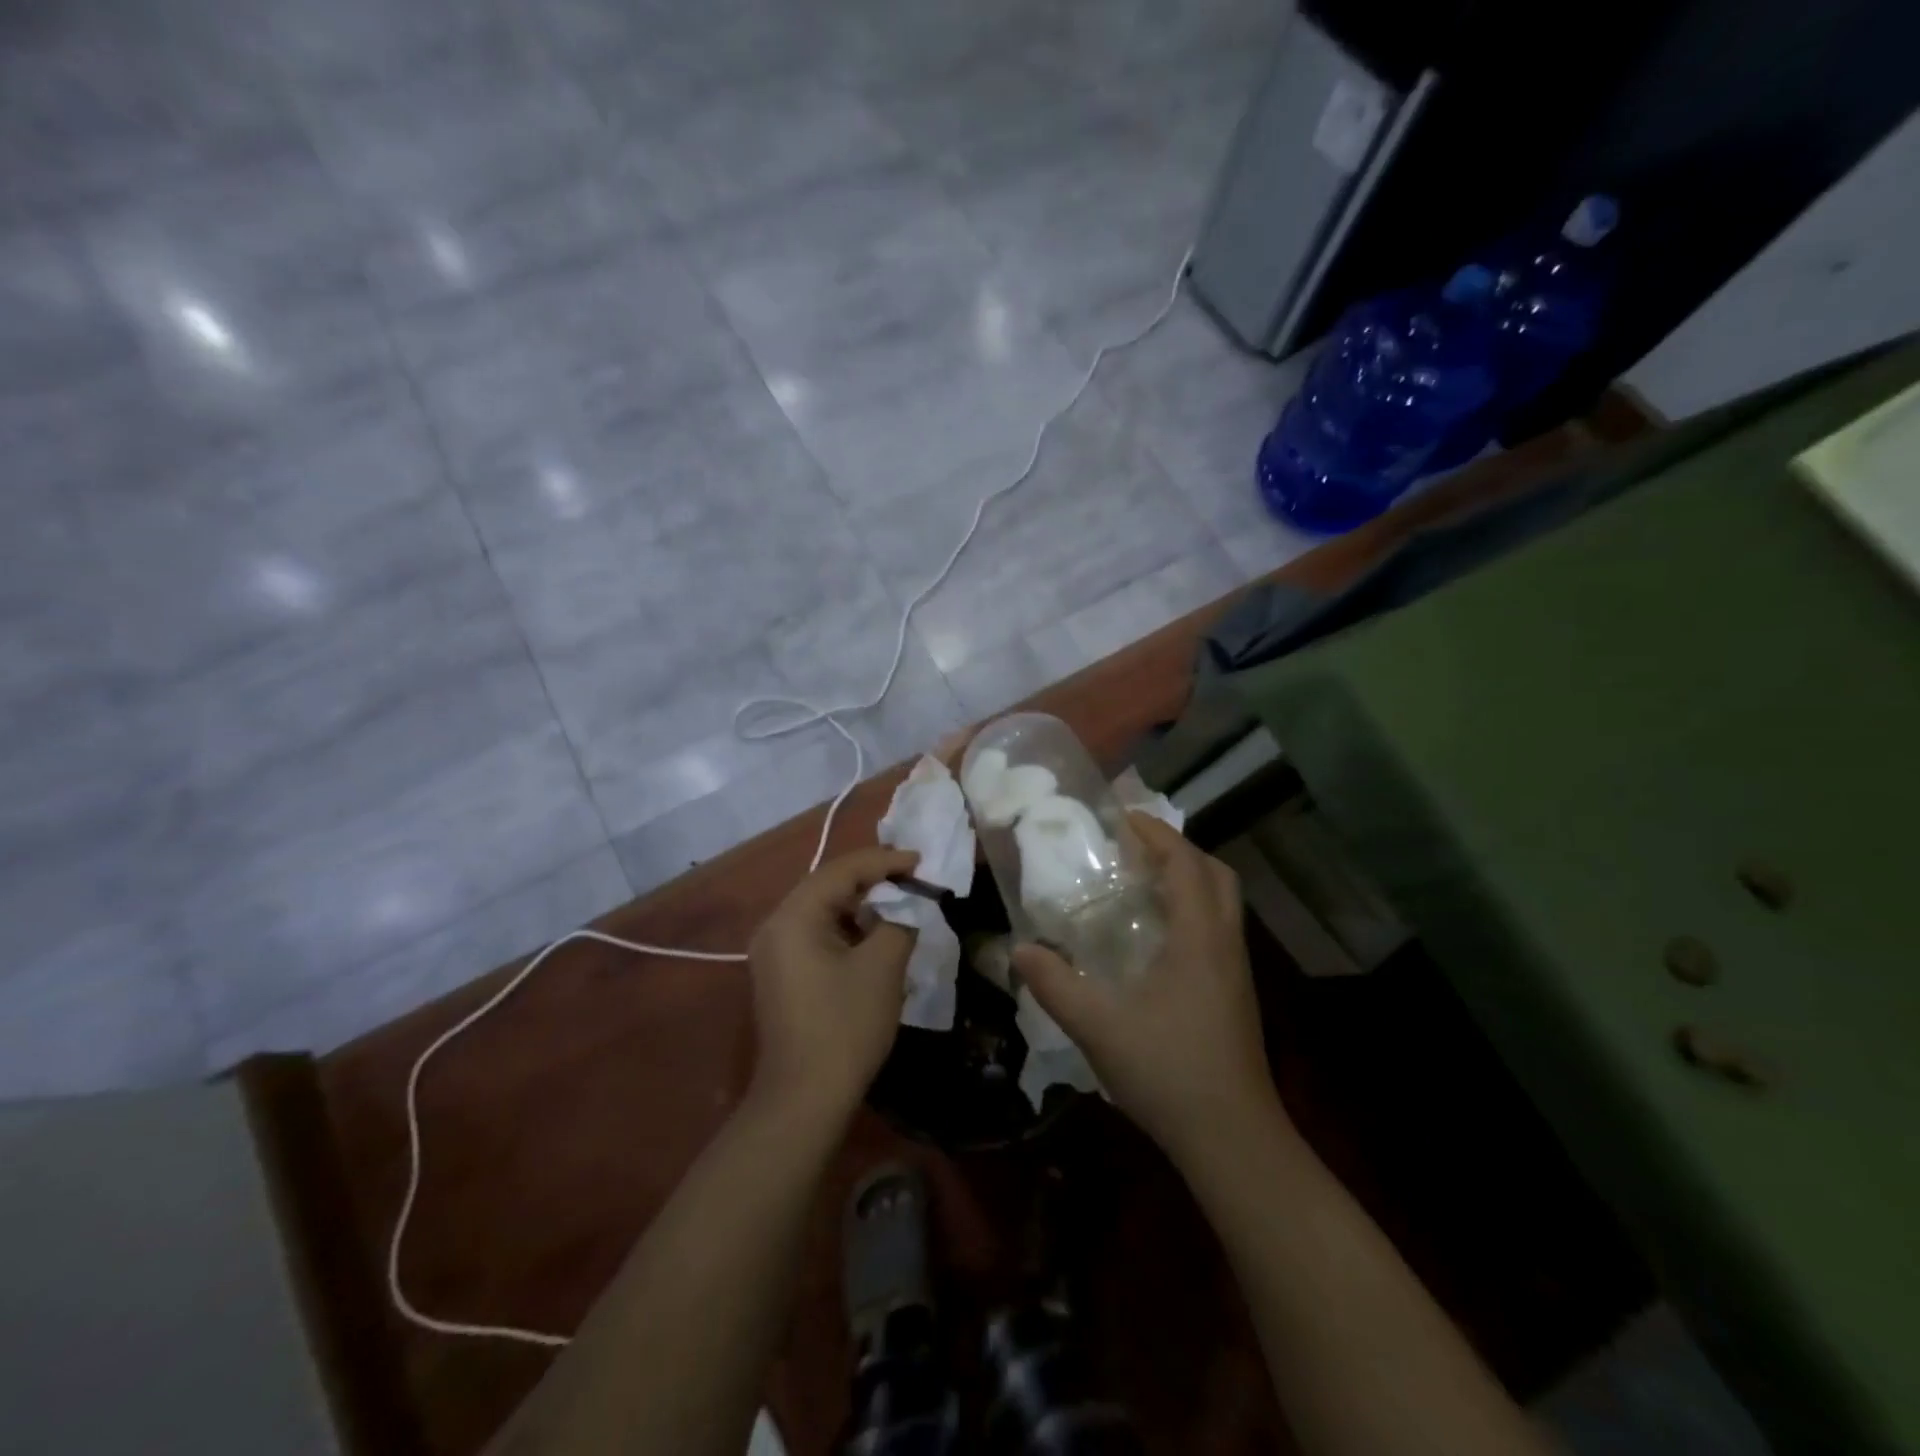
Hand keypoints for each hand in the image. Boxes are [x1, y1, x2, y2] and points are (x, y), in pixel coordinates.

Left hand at [747, 846, 918, 1118]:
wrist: (804, 1099)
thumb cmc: (845, 1026)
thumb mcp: (883, 966)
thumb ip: (900, 921)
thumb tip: (909, 904)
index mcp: (794, 917)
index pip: (842, 871)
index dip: (885, 861)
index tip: (921, 861)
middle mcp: (776, 926)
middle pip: (828, 886)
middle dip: (874, 879)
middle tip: (913, 877)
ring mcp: (774, 952)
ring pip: (823, 910)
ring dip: (861, 905)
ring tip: (901, 902)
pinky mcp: (782, 974)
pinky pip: (817, 934)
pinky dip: (848, 928)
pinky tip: (875, 935)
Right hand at [1013, 815, 1277, 1163]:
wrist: (1233, 1140)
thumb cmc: (1169, 1073)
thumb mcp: (1099, 1027)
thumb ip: (1055, 985)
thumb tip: (1018, 951)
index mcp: (1200, 938)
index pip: (1186, 863)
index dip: (1156, 833)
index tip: (1121, 819)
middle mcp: (1225, 944)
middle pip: (1216, 874)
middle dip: (1177, 851)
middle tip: (1133, 850)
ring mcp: (1236, 971)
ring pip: (1222, 903)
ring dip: (1187, 881)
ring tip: (1139, 886)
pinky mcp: (1235, 994)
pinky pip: (1217, 930)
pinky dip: (1191, 912)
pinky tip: (1154, 940)